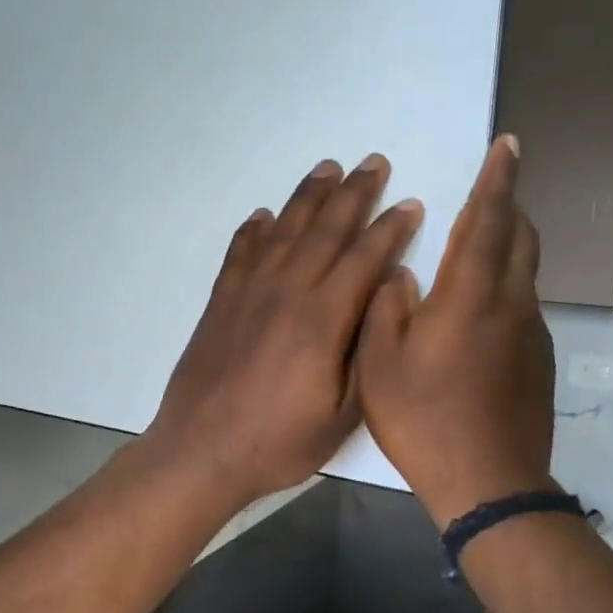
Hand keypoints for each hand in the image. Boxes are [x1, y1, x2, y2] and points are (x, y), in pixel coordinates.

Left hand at [145, 155, 422, 509]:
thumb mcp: (343, 413)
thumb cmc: (279, 441)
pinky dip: (253, 230)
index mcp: (322, 318)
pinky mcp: (221, 302)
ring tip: (327, 169)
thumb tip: (383, 297)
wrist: (202, 450)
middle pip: (325, 230)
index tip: (410, 203)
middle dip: (354, 194)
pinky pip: (240, 253)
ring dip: (308, 197)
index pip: (364, 258)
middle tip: (374, 162)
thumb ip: (366, 351)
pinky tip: (263, 215)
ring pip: (284, 231)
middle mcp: (286, 292)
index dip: (390, 228)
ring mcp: (248, 293)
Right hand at [358, 136, 557, 527]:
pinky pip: (521, 302)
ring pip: (524, 270)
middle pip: (520, 238)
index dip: (497, 180)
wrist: (488, 483)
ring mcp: (530, 334)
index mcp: (470, 298)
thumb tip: (401, 274)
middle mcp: (510, 305)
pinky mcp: (536, 359)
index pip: (489, 221)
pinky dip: (503, 282)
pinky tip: (475, 308)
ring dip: (506, 243)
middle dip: (507, 204)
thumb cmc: (423, 419)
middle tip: (489, 187)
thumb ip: (386, 307)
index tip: (507, 145)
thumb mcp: (380, 363)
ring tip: (475, 240)